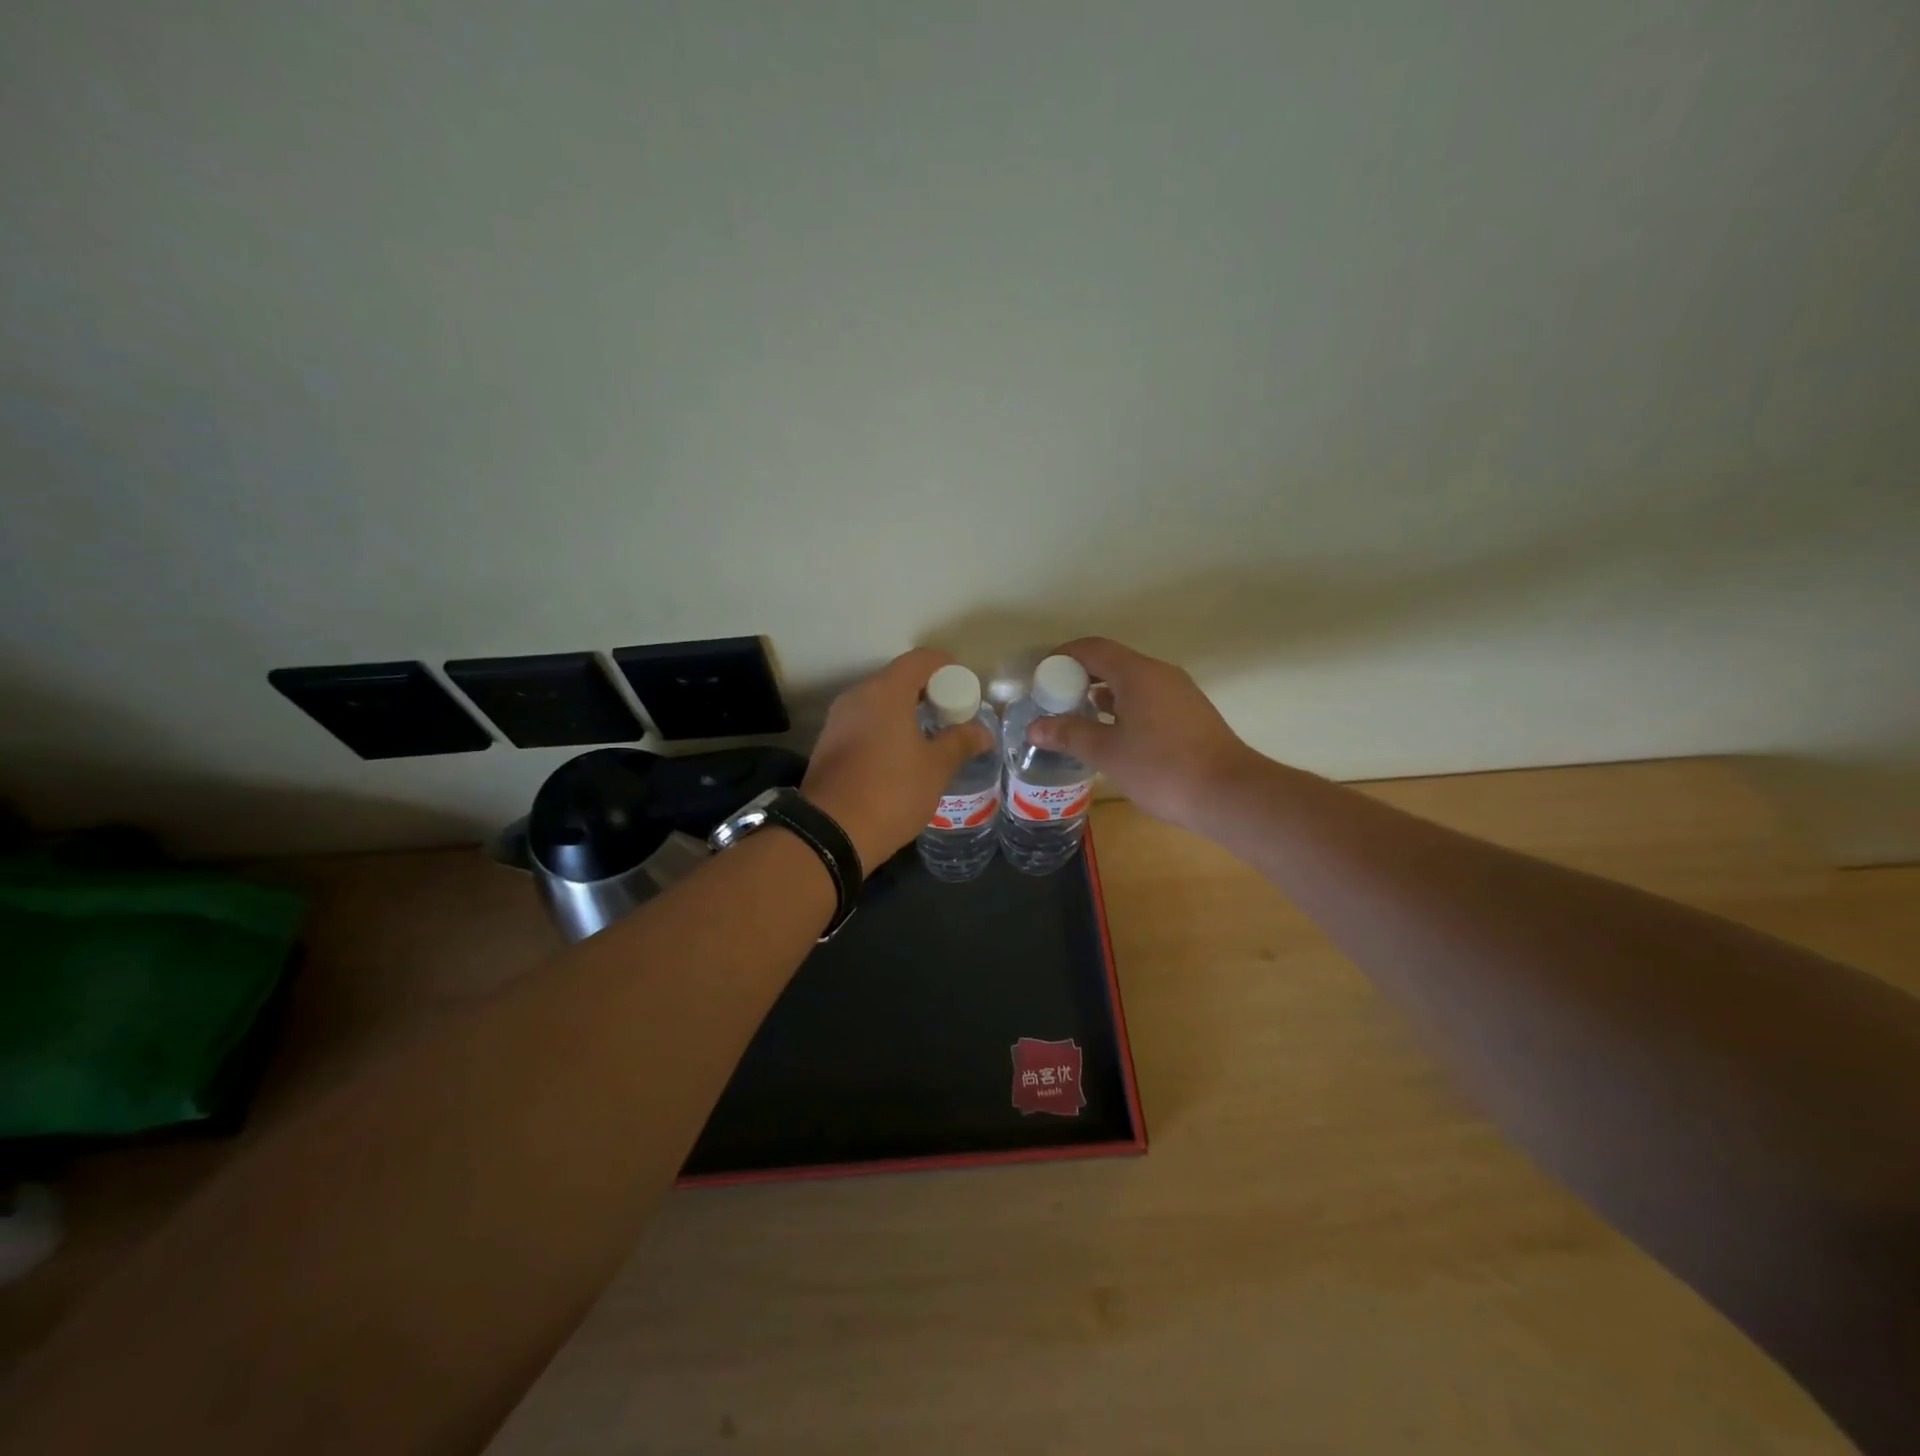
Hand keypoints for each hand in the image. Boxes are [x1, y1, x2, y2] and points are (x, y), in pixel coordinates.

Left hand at [802, 649, 996, 872]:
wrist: (831, 832)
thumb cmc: (892, 791)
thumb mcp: (936, 768)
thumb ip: (960, 742)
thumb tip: (983, 732)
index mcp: (885, 692)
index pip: (920, 660)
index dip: (947, 668)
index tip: (965, 688)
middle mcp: (857, 696)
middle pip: (898, 679)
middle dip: (928, 692)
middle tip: (952, 716)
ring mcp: (838, 719)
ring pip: (879, 702)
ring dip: (905, 712)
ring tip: (930, 737)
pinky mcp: (828, 743)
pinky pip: (864, 722)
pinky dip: (885, 728)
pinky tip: (901, 756)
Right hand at [1024, 637, 1263, 833]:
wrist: (1230, 794)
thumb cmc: (1162, 769)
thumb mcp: (1108, 753)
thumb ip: (1069, 734)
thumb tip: (1034, 727)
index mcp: (1138, 673)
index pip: (1092, 648)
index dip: (1062, 657)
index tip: (1040, 677)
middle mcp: (1160, 674)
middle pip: (1112, 662)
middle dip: (1079, 677)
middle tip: (1053, 701)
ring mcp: (1179, 693)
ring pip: (1131, 682)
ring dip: (1101, 694)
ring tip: (1076, 719)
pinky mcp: (1190, 714)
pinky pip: (1148, 698)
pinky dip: (1123, 707)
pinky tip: (1112, 735)